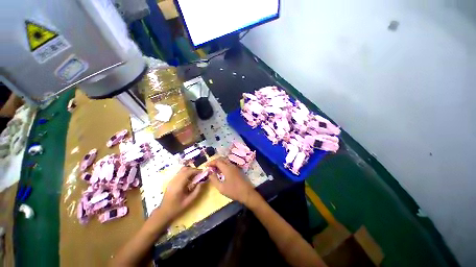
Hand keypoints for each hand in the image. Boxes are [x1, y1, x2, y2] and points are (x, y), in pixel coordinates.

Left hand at [160, 167, 202, 220]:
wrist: (164, 211)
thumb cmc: (177, 207)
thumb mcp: (189, 201)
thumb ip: (197, 190)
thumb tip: (202, 182)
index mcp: (178, 185)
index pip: (188, 172)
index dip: (196, 170)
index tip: (202, 172)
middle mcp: (174, 180)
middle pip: (185, 169)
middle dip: (193, 169)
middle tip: (199, 174)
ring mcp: (172, 180)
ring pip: (182, 170)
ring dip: (189, 171)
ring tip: (195, 176)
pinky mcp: (171, 181)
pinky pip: (180, 173)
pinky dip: (186, 173)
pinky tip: (189, 179)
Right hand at [207, 157, 257, 205]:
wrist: (247, 193)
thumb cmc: (233, 191)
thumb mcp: (221, 188)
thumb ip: (214, 179)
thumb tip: (210, 174)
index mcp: (227, 168)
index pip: (217, 161)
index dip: (211, 162)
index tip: (206, 166)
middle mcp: (231, 165)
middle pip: (222, 159)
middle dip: (215, 161)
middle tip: (210, 167)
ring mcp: (235, 167)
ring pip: (226, 161)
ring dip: (220, 163)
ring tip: (214, 169)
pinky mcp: (237, 170)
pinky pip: (229, 164)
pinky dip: (224, 165)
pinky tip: (221, 172)